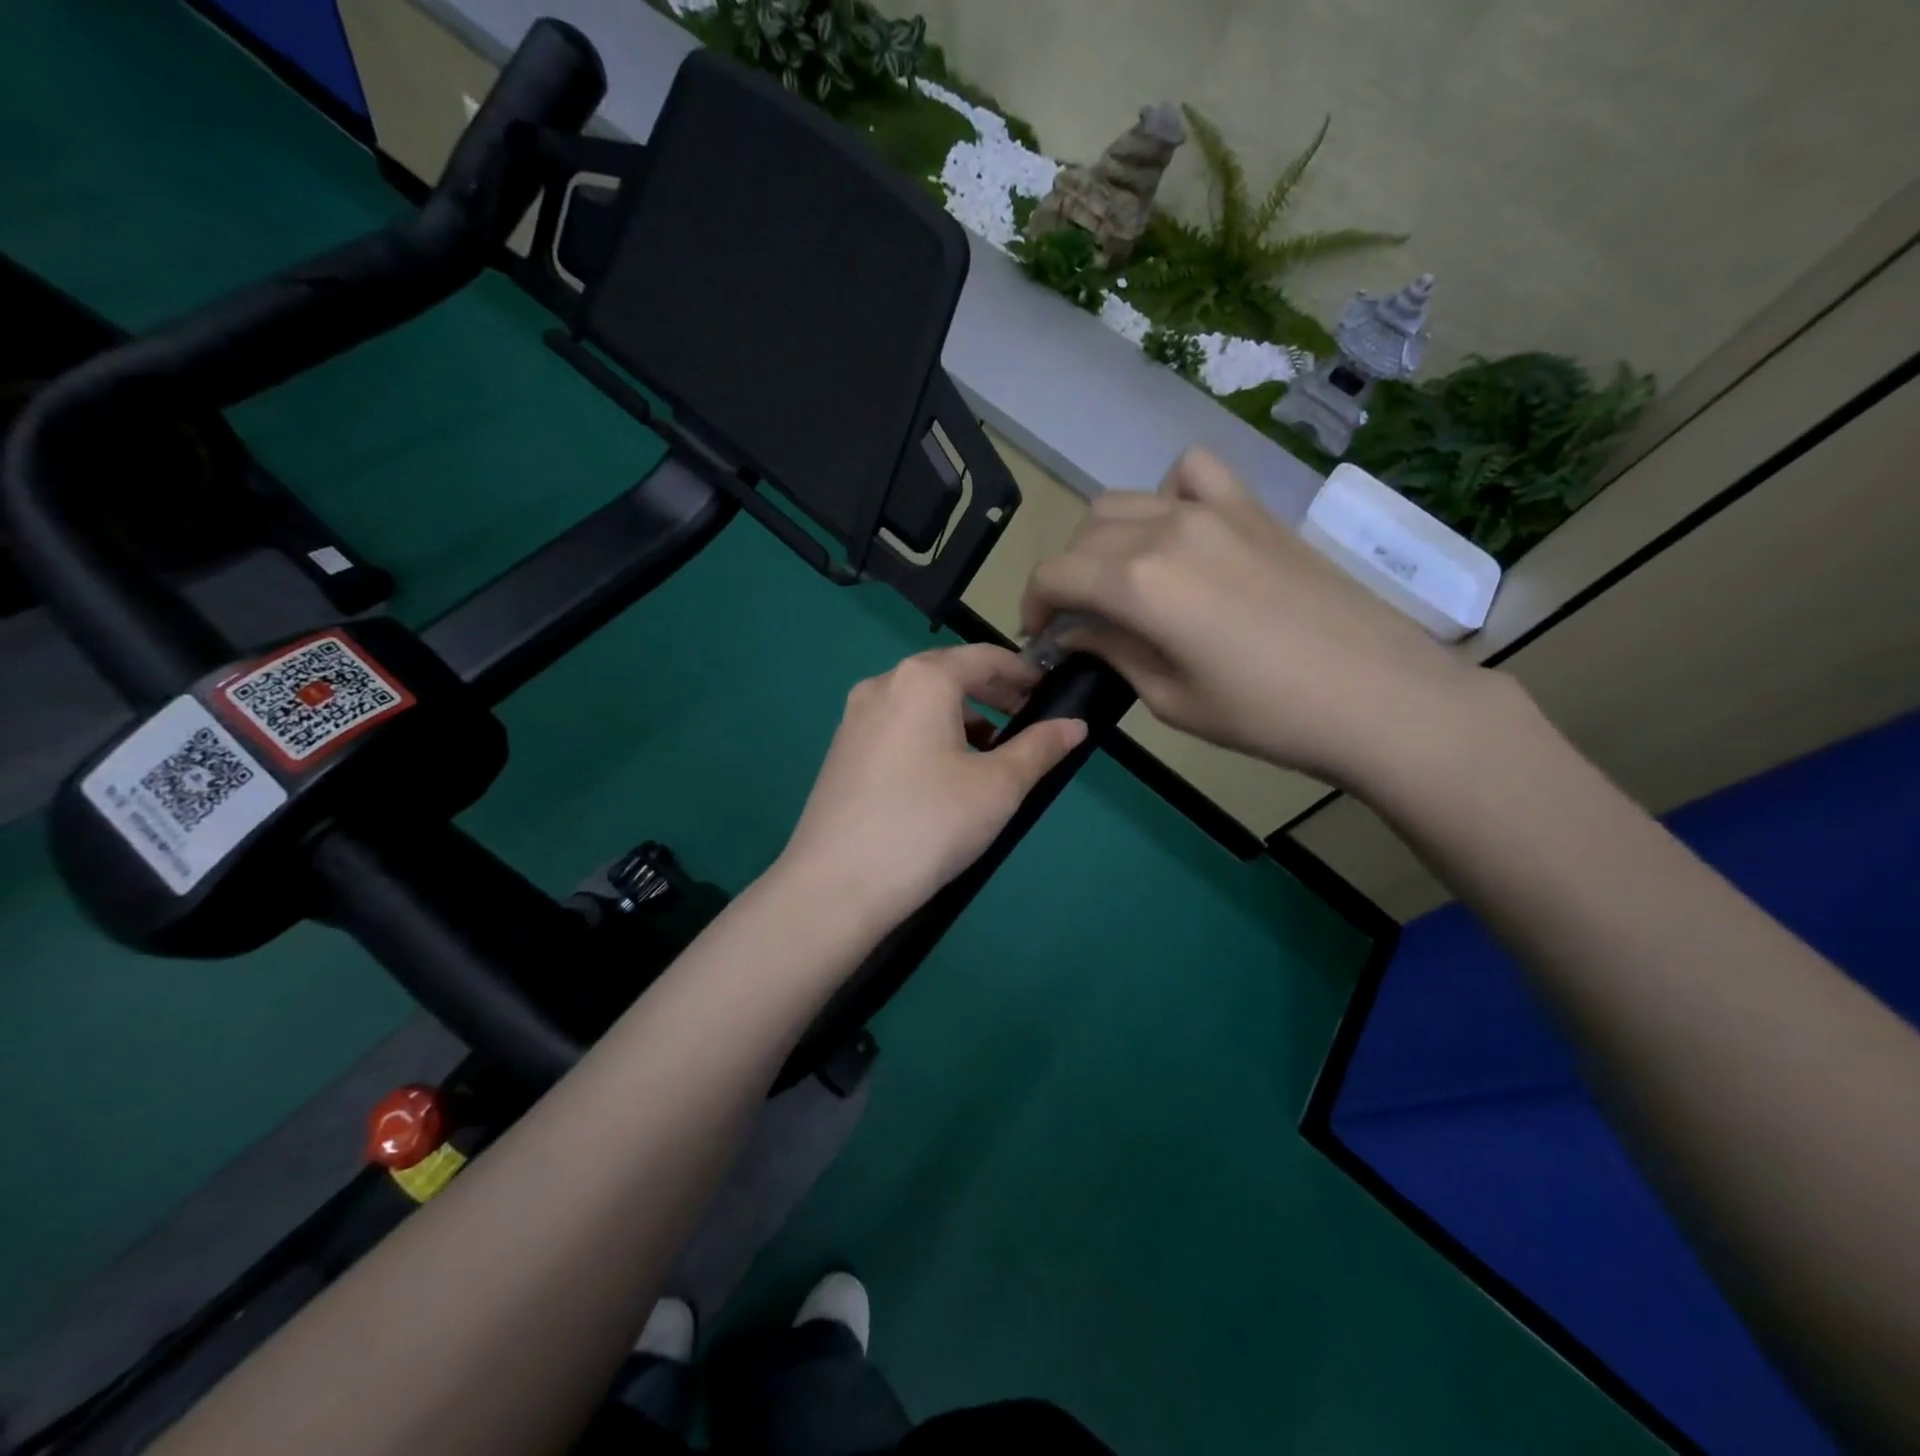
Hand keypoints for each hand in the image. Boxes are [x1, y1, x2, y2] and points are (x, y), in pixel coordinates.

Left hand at [774, 645, 1086, 931]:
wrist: (837, 885)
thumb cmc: (930, 824)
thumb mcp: (998, 787)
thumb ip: (1040, 748)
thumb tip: (1075, 725)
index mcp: (921, 680)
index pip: (983, 657)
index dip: (1021, 671)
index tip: (1049, 690)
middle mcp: (882, 686)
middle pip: (947, 675)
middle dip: (991, 693)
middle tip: (1027, 719)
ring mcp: (854, 719)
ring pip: (919, 703)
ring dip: (960, 716)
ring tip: (990, 751)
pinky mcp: (841, 752)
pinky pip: (896, 727)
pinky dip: (929, 735)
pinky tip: (944, 773)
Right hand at [1021, 447, 1484, 788]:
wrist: (1378, 698)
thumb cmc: (1265, 715)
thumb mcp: (1169, 699)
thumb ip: (1112, 653)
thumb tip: (1072, 633)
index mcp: (1138, 583)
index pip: (1054, 573)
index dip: (1033, 604)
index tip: (1040, 636)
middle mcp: (1167, 530)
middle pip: (1085, 535)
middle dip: (1066, 577)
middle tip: (1080, 622)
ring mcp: (1215, 510)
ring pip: (1126, 501)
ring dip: (1105, 540)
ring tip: (1121, 581)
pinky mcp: (1253, 508)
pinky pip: (1193, 474)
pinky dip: (1169, 495)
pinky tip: (1180, 532)